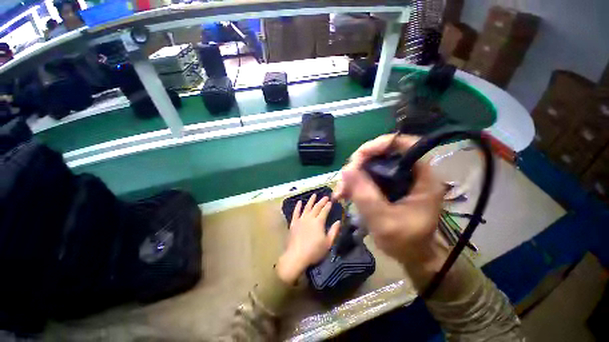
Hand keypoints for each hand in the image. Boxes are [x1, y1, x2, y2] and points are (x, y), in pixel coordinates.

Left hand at [276, 194, 340, 284]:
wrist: (297, 256)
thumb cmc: (314, 251)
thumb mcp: (328, 243)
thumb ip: (334, 231)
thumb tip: (338, 221)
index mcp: (319, 222)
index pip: (324, 211)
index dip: (328, 205)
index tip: (331, 201)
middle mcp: (310, 218)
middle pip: (316, 207)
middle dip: (322, 201)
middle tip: (325, 196)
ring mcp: (301, 219)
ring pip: (307, 207)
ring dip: (311, 200)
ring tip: (314, 195)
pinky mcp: (293, 223)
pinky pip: (296, 212)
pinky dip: (298, 207)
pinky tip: (299, 202)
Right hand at [334, 134, 445, 267]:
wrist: (411, 256)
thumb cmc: (405, 242)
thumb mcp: (384, 221)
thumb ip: (365, 195)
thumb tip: (345, 170)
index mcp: (423, 178)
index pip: (406, 145)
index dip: (381, 144)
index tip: (359, 156)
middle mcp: (411, 173)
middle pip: (382, 153)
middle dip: (359, 164)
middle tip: (344, 180)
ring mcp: (397, 179)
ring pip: (371, 165)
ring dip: (353, 175)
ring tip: (340, 191)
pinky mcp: (387, 185)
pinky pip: (367, 176)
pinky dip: (354, 183)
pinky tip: (343, 194)